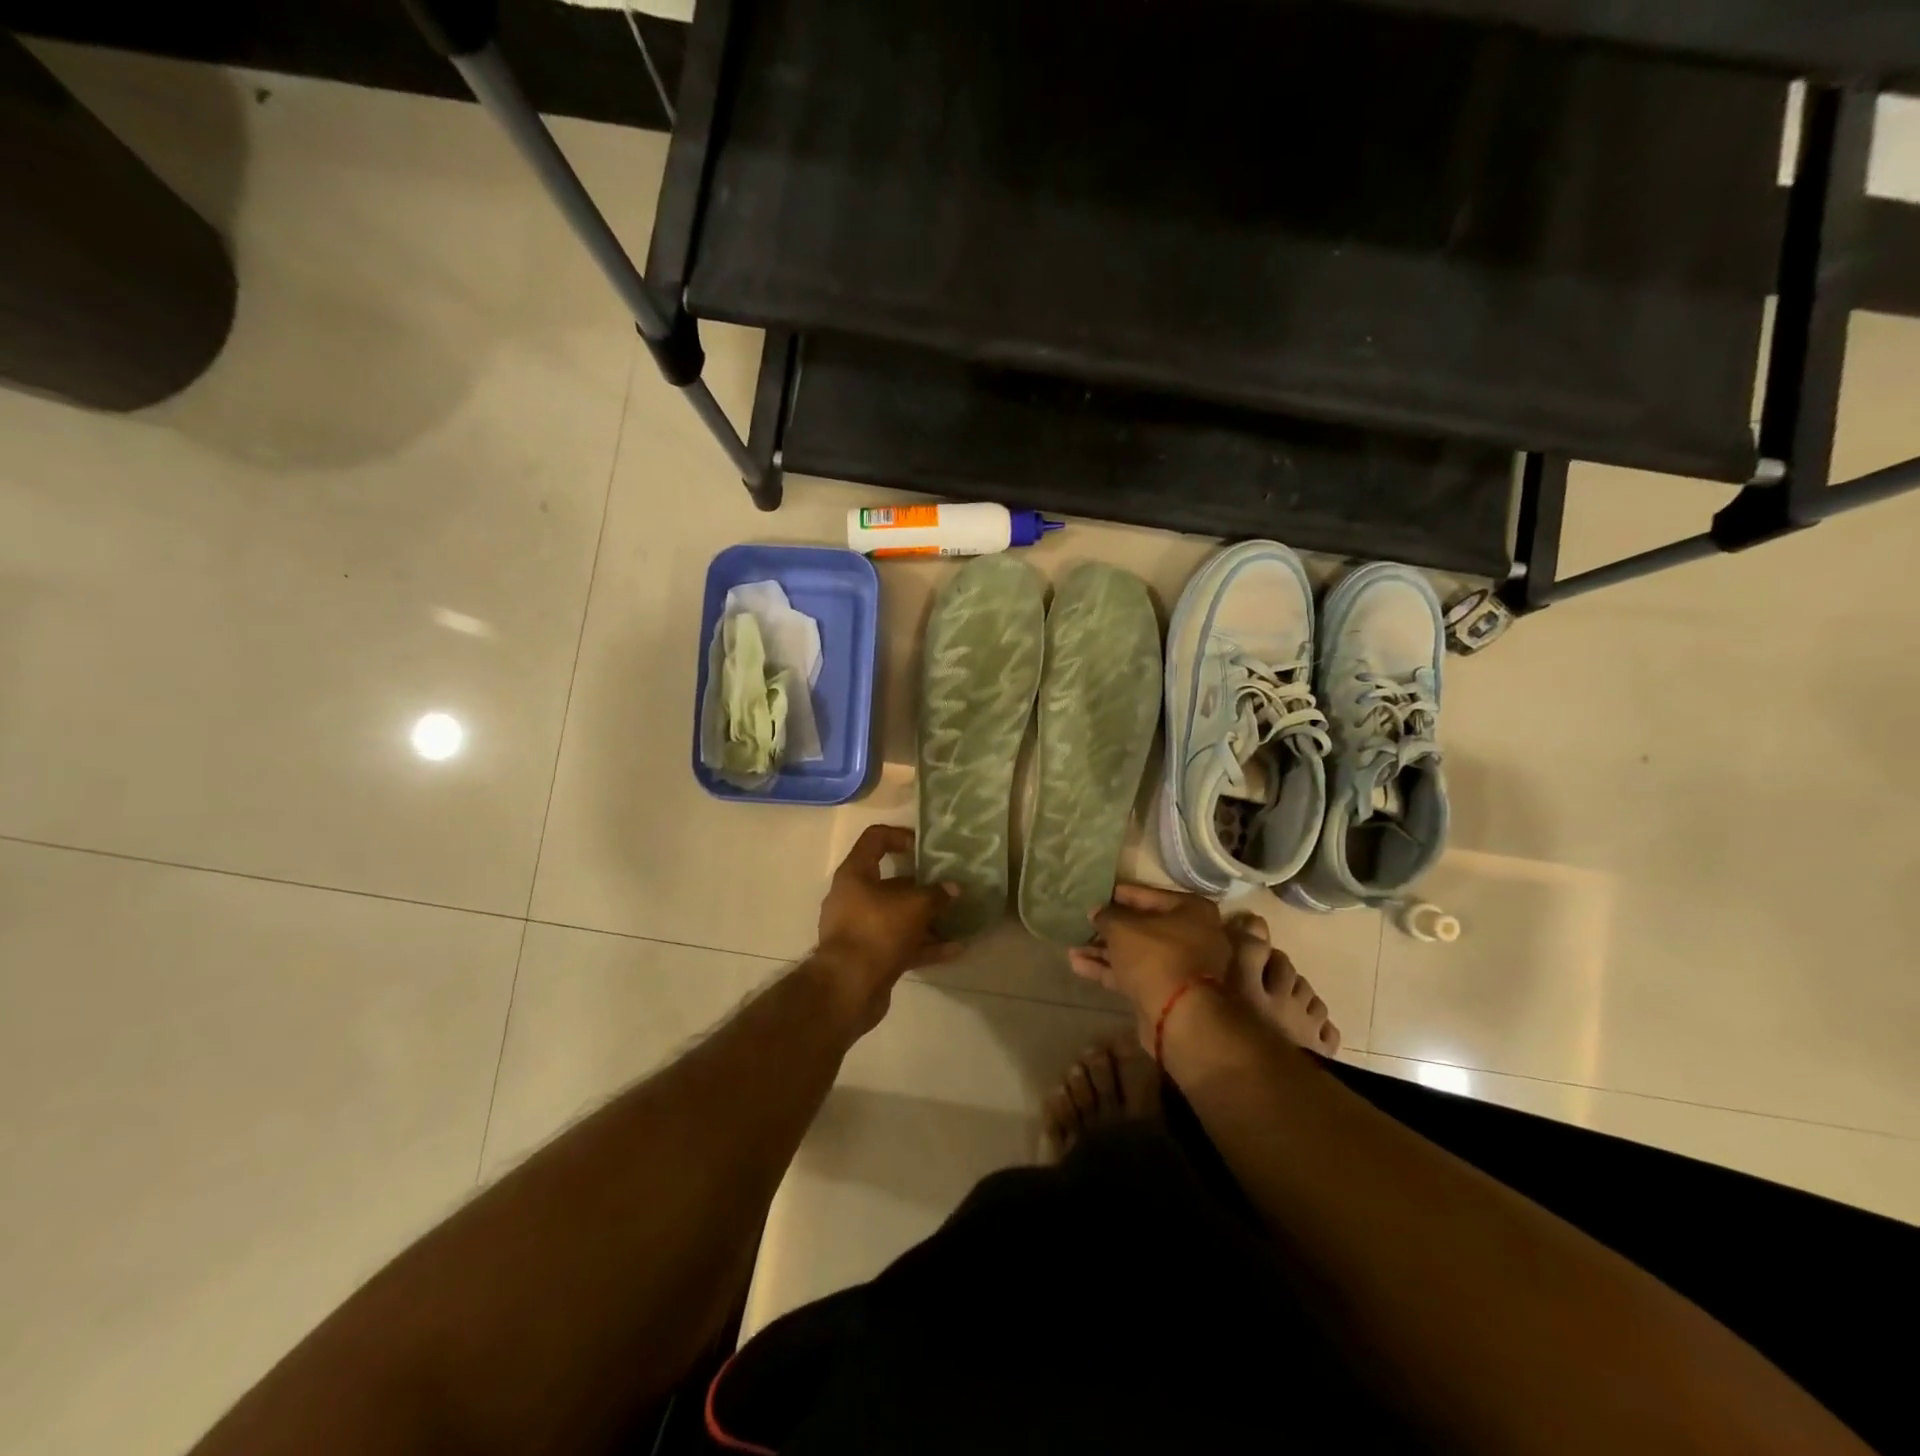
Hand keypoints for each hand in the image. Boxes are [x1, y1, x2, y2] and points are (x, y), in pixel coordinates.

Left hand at [811, 825, 961, 1032]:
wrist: (848, 988)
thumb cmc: (878, 931)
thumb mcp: (914, 906)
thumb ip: (936, 894)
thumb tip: (952, 889)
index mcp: (855, 874)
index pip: (875, 839)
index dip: (900, 836)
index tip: (924, 848)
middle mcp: (853, 897)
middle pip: (890, 882)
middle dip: (922, 886)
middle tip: (947, 887)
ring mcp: (860, 929)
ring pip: (898, 916)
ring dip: (927, 919)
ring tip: (957, 919)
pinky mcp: (869, 956)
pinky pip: (901, 944)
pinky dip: (925, 945)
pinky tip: (954, 950)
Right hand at [1068, 883, 1232, 1038]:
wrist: (1178, 1017)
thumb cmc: (1155, 957)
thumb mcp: (1122, 928)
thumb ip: (1106, 915)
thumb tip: (1096, 912)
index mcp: (1192, 911)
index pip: (1148, 895)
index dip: (1118, 895)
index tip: (1096, 895)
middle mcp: (1192, 936)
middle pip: (1143, 927)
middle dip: (1109, 929)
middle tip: (1083, 924)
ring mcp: (1181, 966)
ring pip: (1136, 953)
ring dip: (1104, 951)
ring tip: (1072, 948)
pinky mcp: (1167, 991)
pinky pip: (1135, 973)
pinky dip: (1110, 970)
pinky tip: (1079, 966)